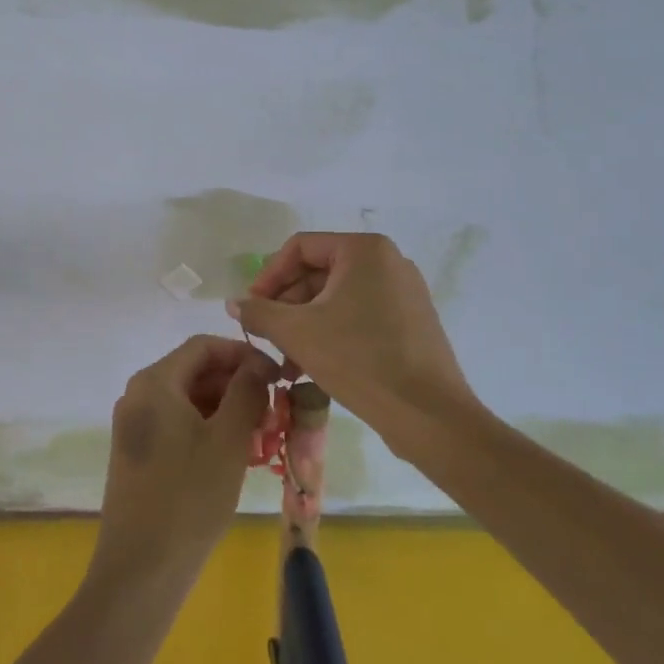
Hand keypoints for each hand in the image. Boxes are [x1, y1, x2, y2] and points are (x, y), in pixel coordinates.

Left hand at [89, 337, 276, 597]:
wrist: (140, 571)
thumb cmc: (189, 498)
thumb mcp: (228, 441)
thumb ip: (246, 392)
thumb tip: (258, 364)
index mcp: (155, 382)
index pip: (203, 346)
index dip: (243, 353)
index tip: (277, 375)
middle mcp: (139, 395)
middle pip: (195, 371)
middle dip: (237, 385)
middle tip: (275, 410)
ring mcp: (136, 426)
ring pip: (190, 401)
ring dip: (228, 410)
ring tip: (264, 437)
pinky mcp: (139, 453)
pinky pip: (179, 425)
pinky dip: (210, 430)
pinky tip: (238, 455)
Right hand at [227, 233, 477, 451]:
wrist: (429, 415)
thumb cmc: (360, 360)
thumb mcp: (298, 333)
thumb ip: (260, 312)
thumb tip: (234, 302)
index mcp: (364, 250)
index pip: (300, 248)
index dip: (268, 276)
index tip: (251, 309)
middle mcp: (387, 261)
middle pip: (318, 273)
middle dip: (287, 307)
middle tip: (266, 338)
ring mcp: (403, 292)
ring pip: (337, 298)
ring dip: (305, 325)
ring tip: (286, 362)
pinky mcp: (411, 322)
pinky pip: (360, 316)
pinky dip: (332, 333)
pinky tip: (313, 367)